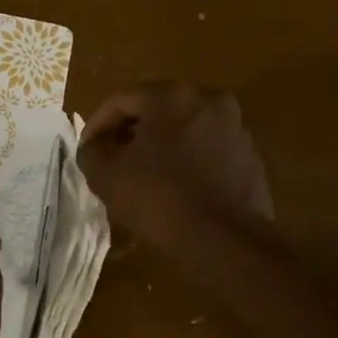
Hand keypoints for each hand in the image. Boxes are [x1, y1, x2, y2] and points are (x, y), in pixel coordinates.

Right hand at [77, 83, 273, 248]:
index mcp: (173, 97)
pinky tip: (173, 189)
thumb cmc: (159, 199)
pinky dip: (186, 162)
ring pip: (185, 130)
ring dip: (160, 146)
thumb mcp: (107, 176)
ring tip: (142, 176)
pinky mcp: (250, 157)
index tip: (87, 149)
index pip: (123, 99)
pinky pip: (207, 151)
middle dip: (130, 132)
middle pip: (158, 109)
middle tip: (112, 158)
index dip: (98, 123)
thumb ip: (92, 152)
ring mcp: (236, 128)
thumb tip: (94, 147)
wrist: (224, 240)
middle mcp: (210, 101)